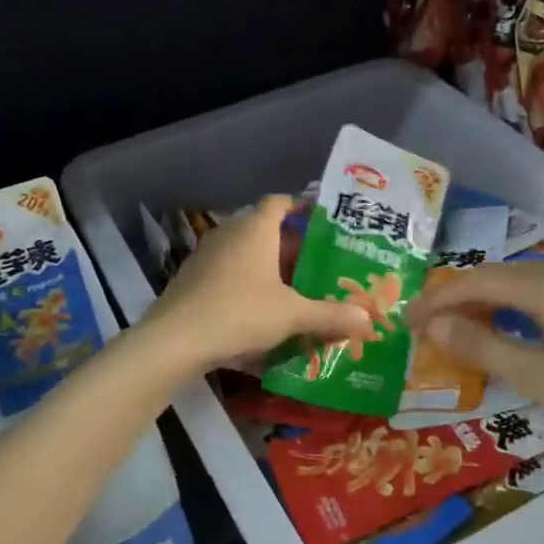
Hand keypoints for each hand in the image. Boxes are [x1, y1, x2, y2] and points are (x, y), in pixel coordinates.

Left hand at [144, 196, 370, 371]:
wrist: (174, 341)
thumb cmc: (239, 313)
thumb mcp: (292, 315)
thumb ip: (331, 315)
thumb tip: (368, 320)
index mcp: (254, 229)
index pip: (279, 202)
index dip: (302, 207)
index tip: (323, 221)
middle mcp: (229, 235)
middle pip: (265, 231)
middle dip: (292, 247)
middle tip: (320, 265)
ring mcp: (206, 258)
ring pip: (246, 256)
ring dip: (269, 270)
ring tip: (297, 290)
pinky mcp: (192, 282)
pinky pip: (229, 277)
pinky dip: (248, 288)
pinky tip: (263, 314)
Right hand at [405, 259, 543, 471]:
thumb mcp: (541, 379)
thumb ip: (484, 348)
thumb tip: (435, 326)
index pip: (478, 282)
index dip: (438, 299)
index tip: (406, 320)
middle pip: (502, 277)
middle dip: (462, 299)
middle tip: (431, 327)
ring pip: (530, 284)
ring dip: (494, 303)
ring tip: (467, 329)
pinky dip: (524, 308)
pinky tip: (520, 330)